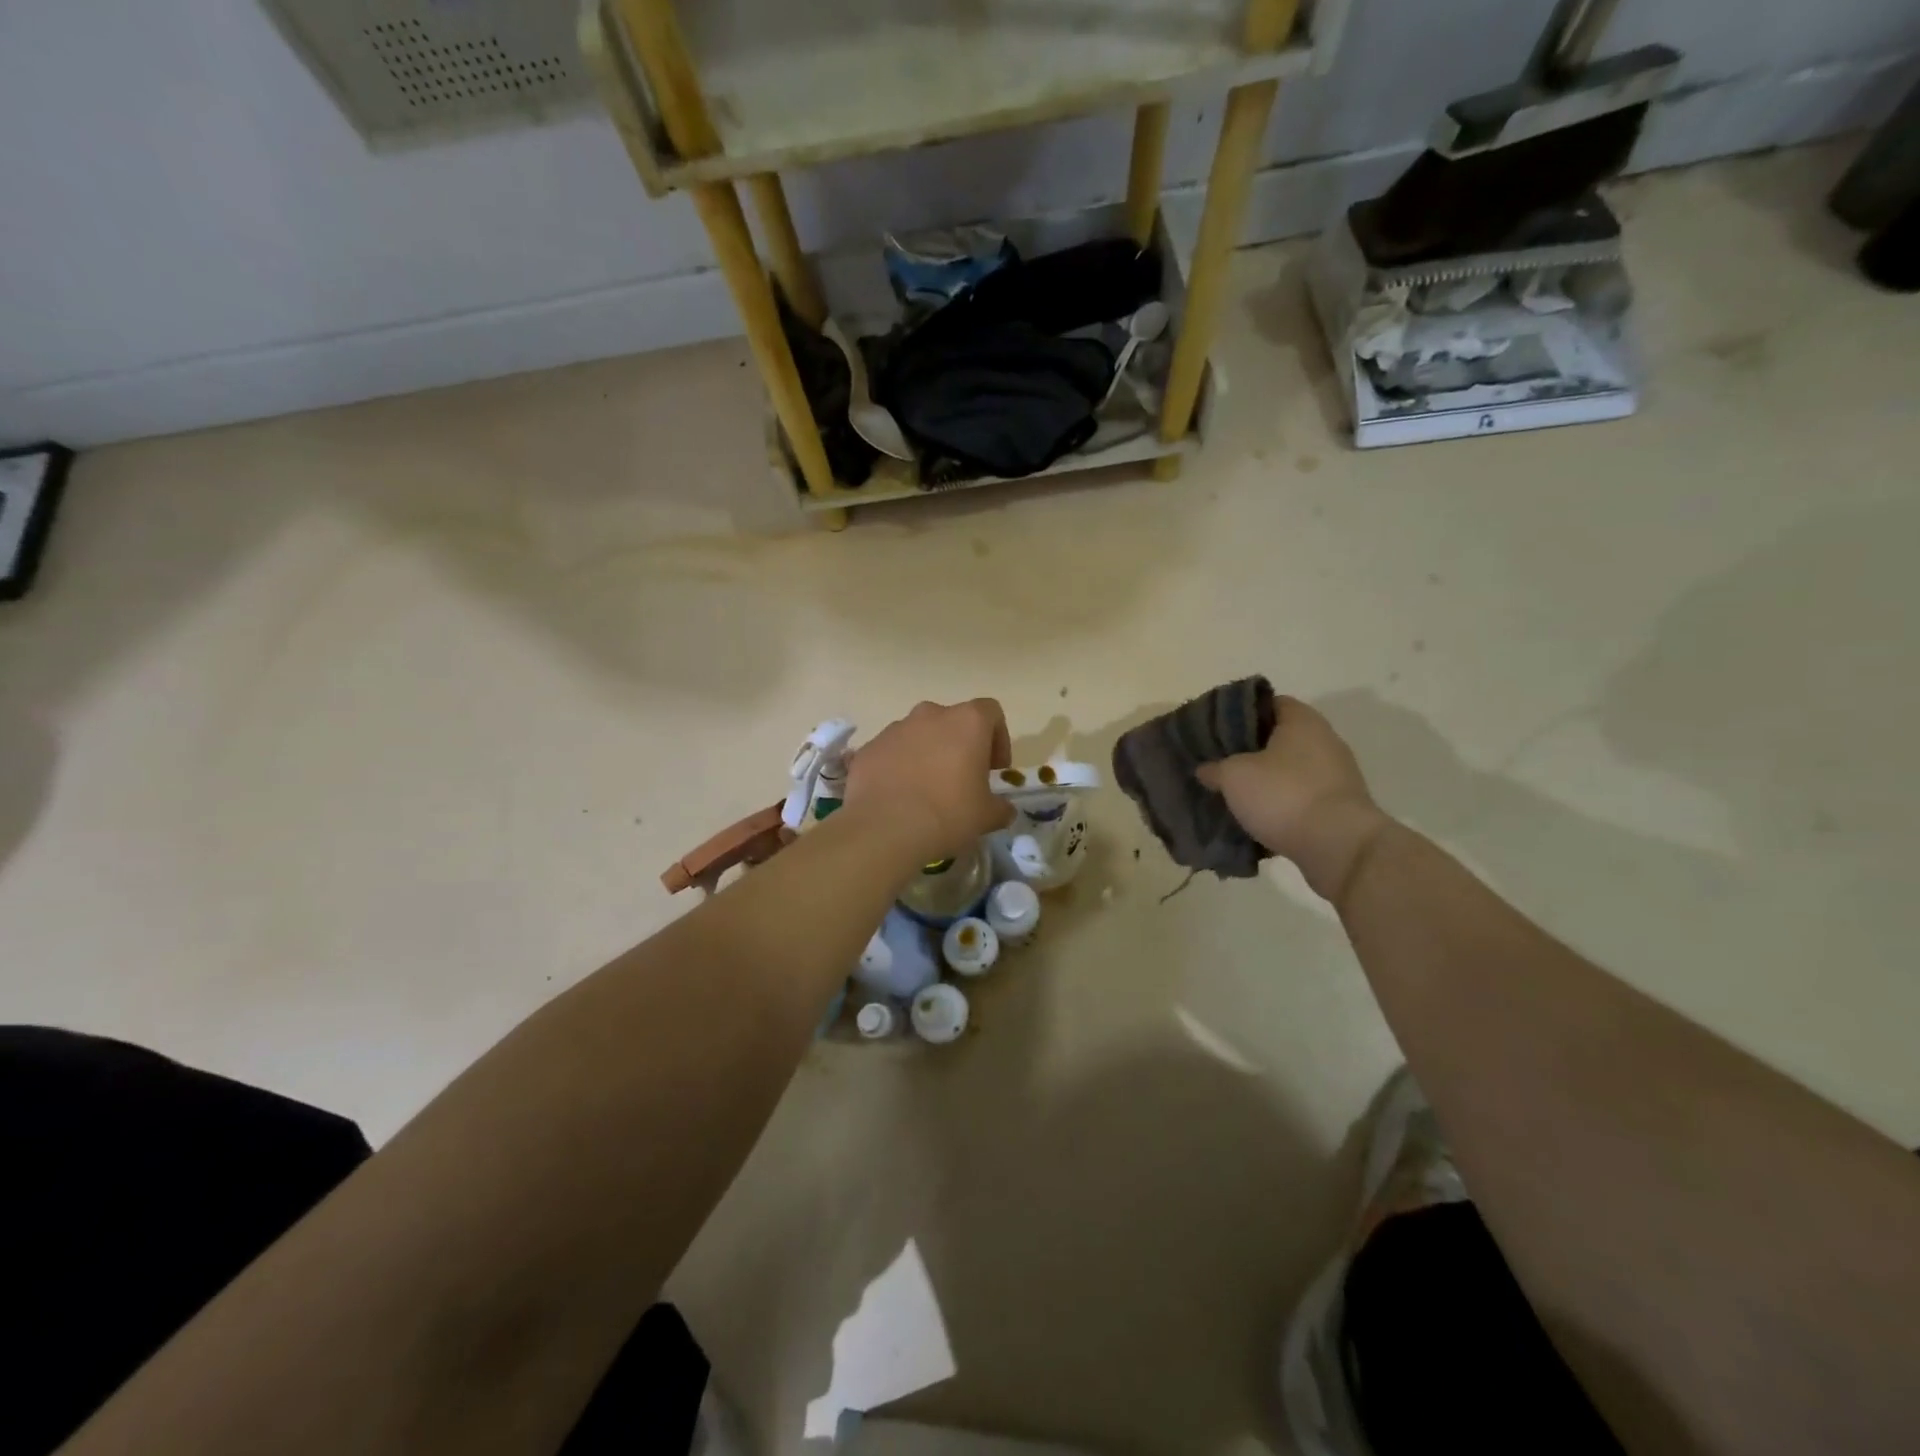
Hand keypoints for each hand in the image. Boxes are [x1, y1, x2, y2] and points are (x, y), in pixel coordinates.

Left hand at [846, 700, 1014, 865]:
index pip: (991, 712)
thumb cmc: (948, 814)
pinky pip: (892, 752)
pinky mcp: (869, 747)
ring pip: (920, 735)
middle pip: (952, 721)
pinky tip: (900, 796)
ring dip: (928, 754)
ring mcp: (895, 728)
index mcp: (966, 722)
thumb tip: (1003, 809)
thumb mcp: (987, 816)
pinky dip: (899, 766)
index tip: (994, 768)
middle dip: (960, 745)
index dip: (998, 738)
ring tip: (927, 790)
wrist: (885, 829)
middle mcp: (930, 714)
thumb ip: (1001, 806)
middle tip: (961, 779)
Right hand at [1195, 696, 1391, 903]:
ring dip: (1265, 781)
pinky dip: (1280, 805)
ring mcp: (1336, 776)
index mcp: (1302, 721)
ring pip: (1289, 770)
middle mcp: (1324, 741)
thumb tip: (1206, 769)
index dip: (1240, 712)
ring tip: (1233, 794)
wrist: (1338, 846)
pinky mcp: (1338, 807)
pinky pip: (1300, 798)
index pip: (1268, 702)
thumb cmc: (1283, 795)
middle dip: (1249, 750)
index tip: (1217, 729)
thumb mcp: (1233, 776)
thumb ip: (1215, 768)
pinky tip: (1257, 818)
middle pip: (1279, 738)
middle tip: (1219, 763)